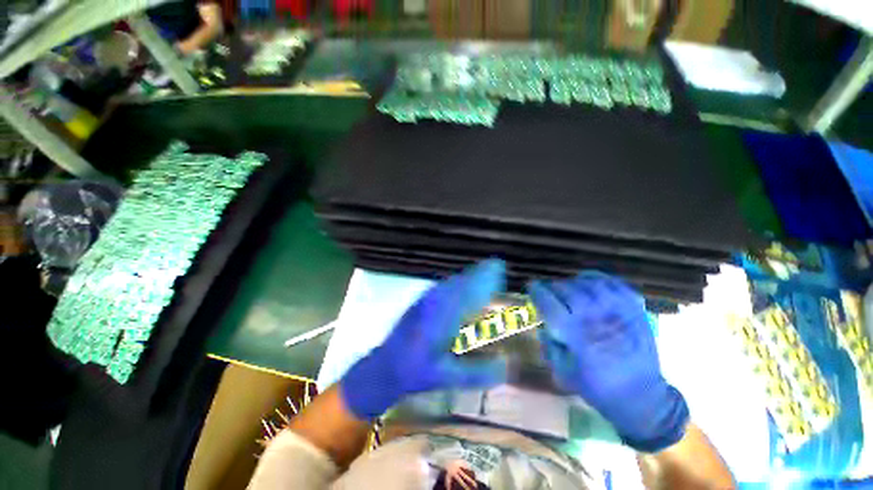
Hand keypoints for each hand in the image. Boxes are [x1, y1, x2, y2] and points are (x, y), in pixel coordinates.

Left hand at [340, 259, 508, 419]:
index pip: (468, 291)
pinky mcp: (422, 299)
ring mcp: (426, 298)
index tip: (500, 268)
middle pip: (461, 280)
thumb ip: (477, 372)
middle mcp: (434, 302)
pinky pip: (446, 285)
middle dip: (480, 272)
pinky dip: (459, 282)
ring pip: (453, 280)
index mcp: (441, 317)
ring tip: (487, 275)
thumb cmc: (415, 372)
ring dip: (469, 276)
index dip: (485, 278)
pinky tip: (465, 287)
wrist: (385, 365)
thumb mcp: (447, 377)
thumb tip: (506, 366)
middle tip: (498, 268)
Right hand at [529, 272, 688, 451]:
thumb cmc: (597, 386)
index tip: (531, 287)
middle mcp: (593, 317)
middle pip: (566, 288)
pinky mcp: (634, 309)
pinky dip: (597, 279)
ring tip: (569, 288)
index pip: (548, 302)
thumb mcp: (562, 371)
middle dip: (553, 287)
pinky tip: (590, 283)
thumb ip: (548, 344)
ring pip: (588, 283)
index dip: (536, 291)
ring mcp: (616, 310)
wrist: (642, 396)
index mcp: (574, 334)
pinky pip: (613, 283)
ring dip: (573, 282)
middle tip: (549, 291)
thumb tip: (545, 324)